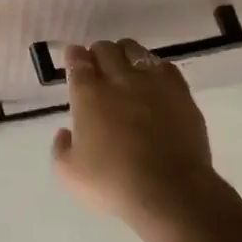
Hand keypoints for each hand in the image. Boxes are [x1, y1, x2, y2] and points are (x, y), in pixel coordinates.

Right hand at [51, 39, 219, 229]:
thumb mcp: (70, 174)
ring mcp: (153, 83)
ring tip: (125, 69)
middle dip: (98, 53)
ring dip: (125, 54)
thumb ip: (60, 149)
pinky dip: (154, 68)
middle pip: (105, 49)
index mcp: (88, 94)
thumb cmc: (113, 183)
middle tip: (97, 67)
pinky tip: (153, 82)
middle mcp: (119, 79)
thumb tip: (65, 133)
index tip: (73, 59)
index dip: (74, 57)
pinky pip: (165, 67)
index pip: (78, 61)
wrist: (170, 192)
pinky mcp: (181, 93)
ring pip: (135, 50)